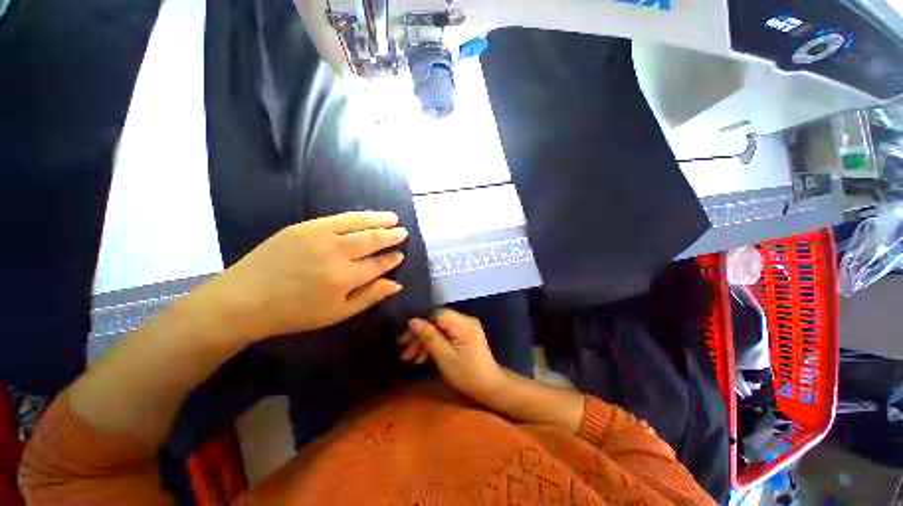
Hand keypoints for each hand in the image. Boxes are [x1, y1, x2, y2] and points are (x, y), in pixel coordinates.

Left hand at [204, 211, 407, 341]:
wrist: (244, 299)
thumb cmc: (294, 312)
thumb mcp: (336, 313)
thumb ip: (369, 297)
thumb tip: (396, 285)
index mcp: (345, 278)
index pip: (378, 264)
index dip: (391, 259)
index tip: (401, 254)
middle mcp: (336, 253)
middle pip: (372, 240)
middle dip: (391, 236)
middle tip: (403, 232)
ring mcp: (320, 236)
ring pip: (358, 223)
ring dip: (379, 220)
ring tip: (393, 218)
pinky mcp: (305, 226)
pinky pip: (339, 217)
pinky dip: (358, 216)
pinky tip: (367, 216)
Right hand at [398, 309, 503, 399]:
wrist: (490, 387)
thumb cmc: (467, 374)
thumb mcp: (445, 357)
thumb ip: (429, 336)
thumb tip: (413, 320)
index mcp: (462, 323)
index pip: (436, 314)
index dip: (419, 323)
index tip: (404, 337)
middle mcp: (465, 320)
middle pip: (437, 321)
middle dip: (420, 335)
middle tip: (404, 351)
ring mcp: (466, 327)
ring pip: (440, 328)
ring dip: (425, 342)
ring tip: (410, 358)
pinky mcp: (465, 335)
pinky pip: (446, 334)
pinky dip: (435, 344)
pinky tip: (422, 357)